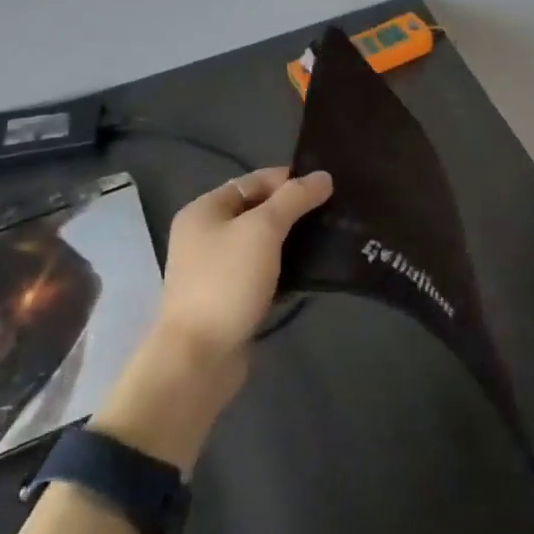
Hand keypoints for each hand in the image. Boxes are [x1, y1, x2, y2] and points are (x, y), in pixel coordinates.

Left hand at [155, 166, 333, 365]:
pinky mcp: (230, 298)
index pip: (253, 181)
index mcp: (204, 210)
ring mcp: (216, 269)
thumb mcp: (263, 230)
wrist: (199, 356)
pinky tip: (313, 272)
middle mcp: (206, 235)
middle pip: (257, 211)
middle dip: (294, 211)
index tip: (327, 188)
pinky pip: (263, 272)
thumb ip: (294, 199)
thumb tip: (323, 176)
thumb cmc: (227, 282)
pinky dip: (285, 269)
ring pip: (262, 244)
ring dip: (293, 241)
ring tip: (330, 239)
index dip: (289, 180)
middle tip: (334, 214)